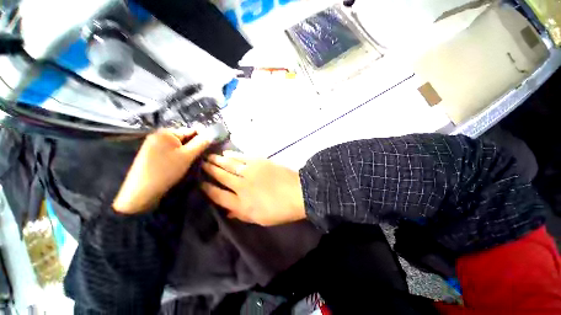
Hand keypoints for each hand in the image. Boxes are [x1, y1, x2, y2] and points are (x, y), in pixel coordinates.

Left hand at [113, 129, 210, 213]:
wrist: (142, 190)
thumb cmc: (167, 170)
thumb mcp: (188, 156)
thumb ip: (201, 143)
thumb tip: (210, 134)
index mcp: (166, 132)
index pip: (191, 130)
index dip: (201, 139)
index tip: (209, 148)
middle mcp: (158, 134)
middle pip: (183, 137)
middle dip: (192, 146)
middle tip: (199, 157)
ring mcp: (152, 144)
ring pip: (177, 145)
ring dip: (185, 151)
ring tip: (189, 162)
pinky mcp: (150, 153)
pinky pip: (169, 150)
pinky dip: (176, 155)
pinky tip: (178, 164)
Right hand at [201, 151, 305, 225]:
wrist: (298, 192)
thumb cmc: (280, 210)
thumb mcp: (260, 219)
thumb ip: (242, 215)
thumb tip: (227, 212)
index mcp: (241, 203)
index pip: (218, 196)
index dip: (207, 189)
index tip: (200, 184)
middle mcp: (242, 186)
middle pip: (221, 177)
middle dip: (209, 171)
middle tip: (201, 165)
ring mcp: (250, 172)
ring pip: (229, 165)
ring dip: (217, 160)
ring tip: (208, 157)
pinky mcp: (259, 162)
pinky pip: (242, 157)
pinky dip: (233, 154)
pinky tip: (226, 152)